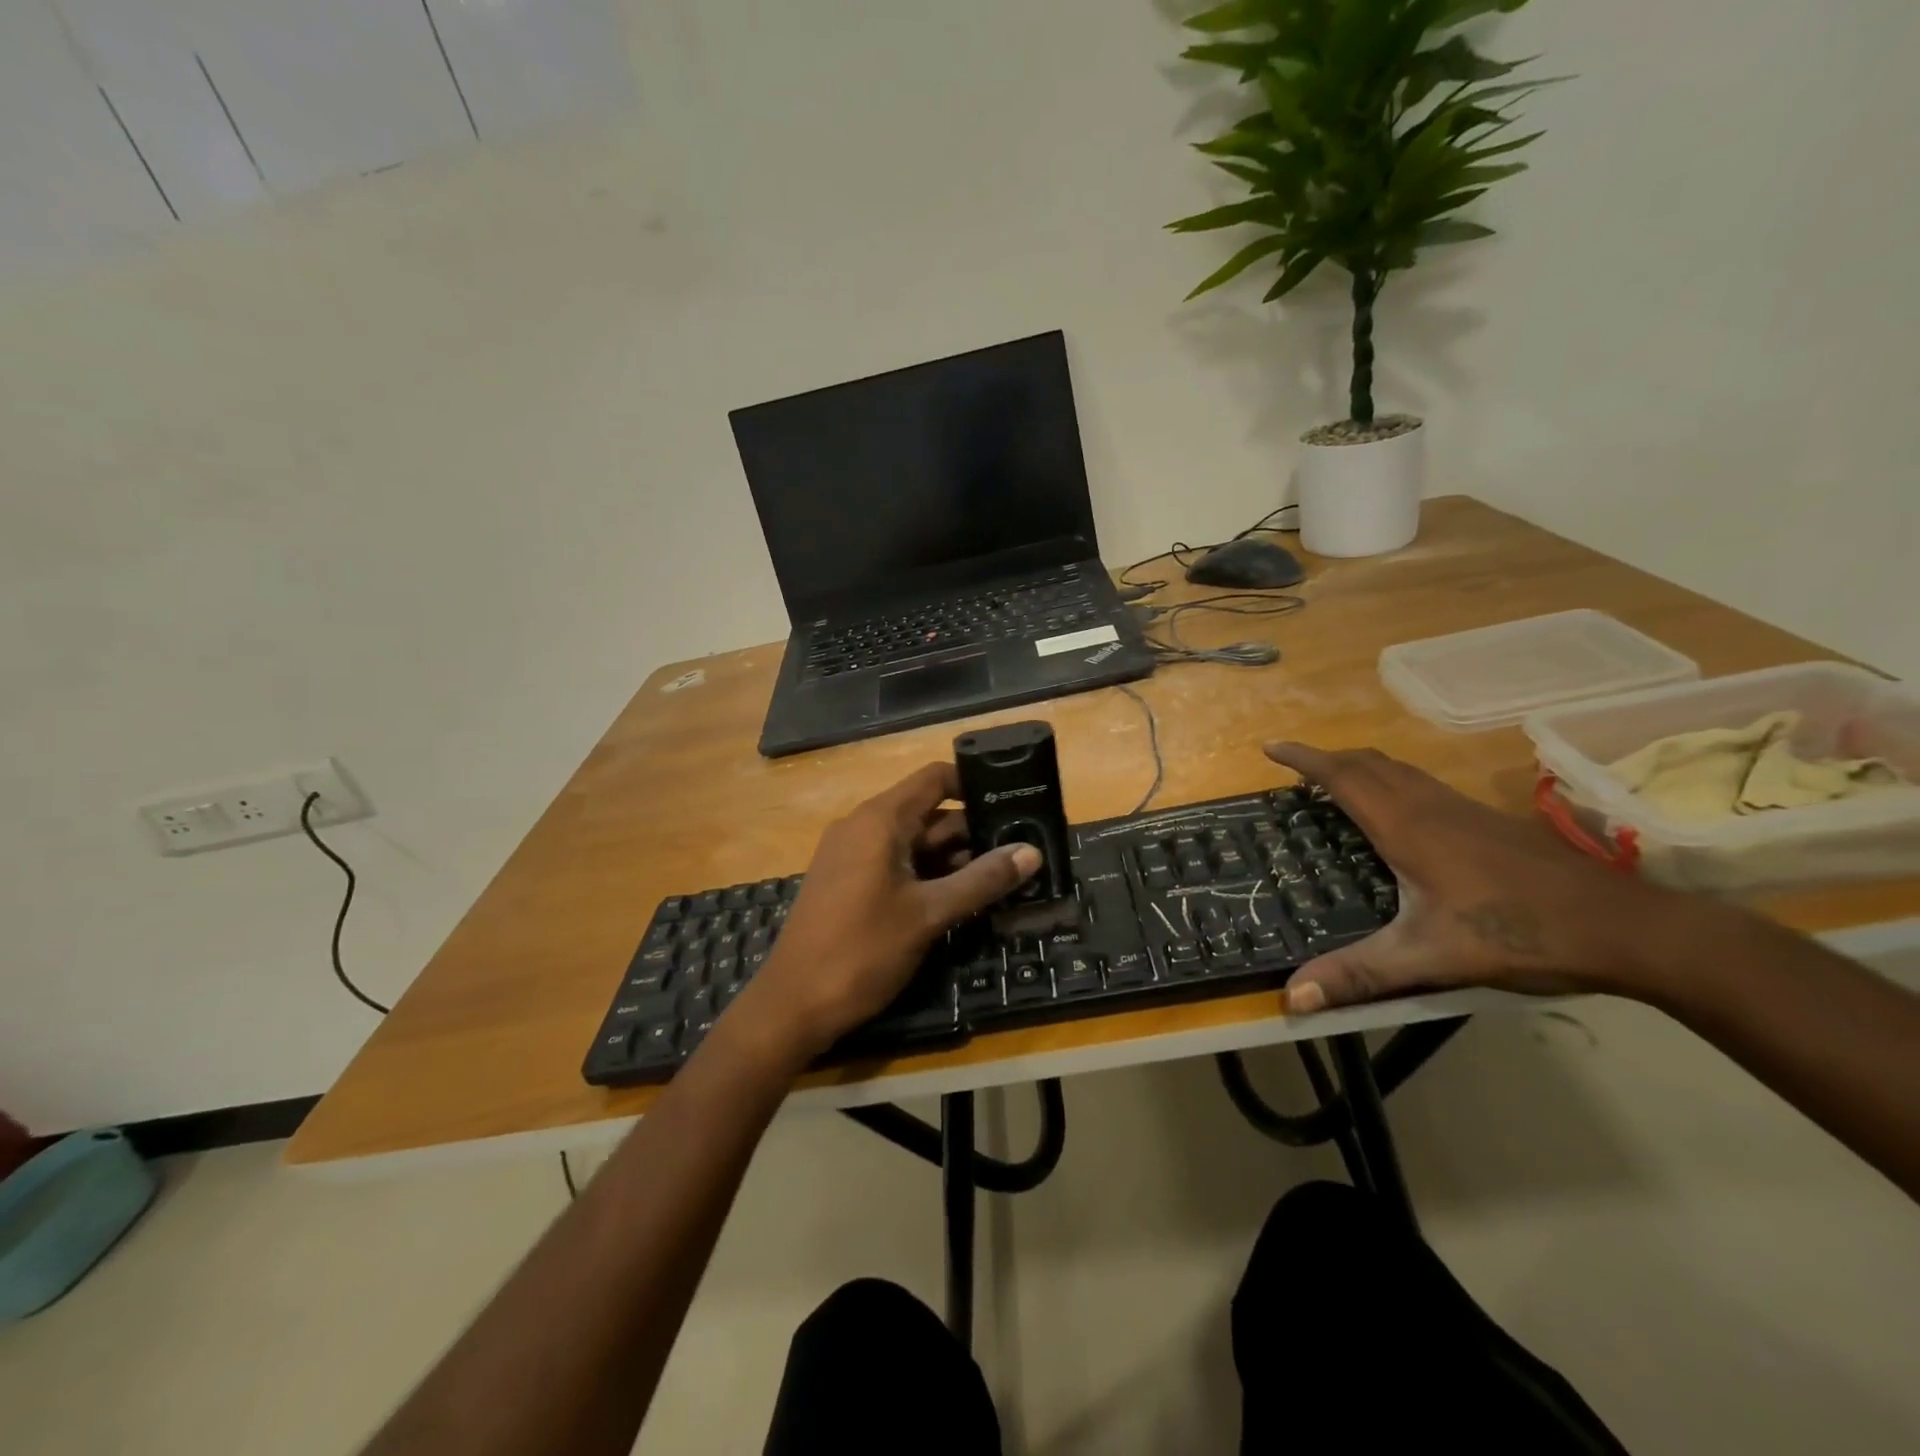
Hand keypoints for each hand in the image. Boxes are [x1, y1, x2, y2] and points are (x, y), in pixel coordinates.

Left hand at [730, 762, 1041, 1063]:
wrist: (792, 1006)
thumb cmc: (861, 951)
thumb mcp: (928, 914)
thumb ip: (981, 880)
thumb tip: (1032, 852)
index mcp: (879, 821)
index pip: (934, 779)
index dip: (974, 784)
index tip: (1014, 799)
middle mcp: (863, 828)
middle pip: (929, 813)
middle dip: (974, 830)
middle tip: (1023, 846)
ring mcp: (853, 857)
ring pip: (915, 844)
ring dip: (956, 858)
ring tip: (1006, 874)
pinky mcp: (850, 885)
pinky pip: (898, 866)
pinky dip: (931, 875)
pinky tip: (965, 897)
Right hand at [1264, 742, 1671, 1014]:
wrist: (1628, 927)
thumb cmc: (1520, 932)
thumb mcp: (1430, 957)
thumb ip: (1360, 973)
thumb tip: (1292, 997)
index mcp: (1408, 826)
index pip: (1344, 776)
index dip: (1304, 758)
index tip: (1270, 747)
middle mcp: (1432, 806)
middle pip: (1370, 763)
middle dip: (1328, 758)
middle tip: (1296, 769)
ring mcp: (1465, 810)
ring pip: (1400, 771)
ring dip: (1361, 767)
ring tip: (1336, 785)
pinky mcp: (1489, 822)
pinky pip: (1423, 785)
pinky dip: (1391, 783)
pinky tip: (1399, 817)